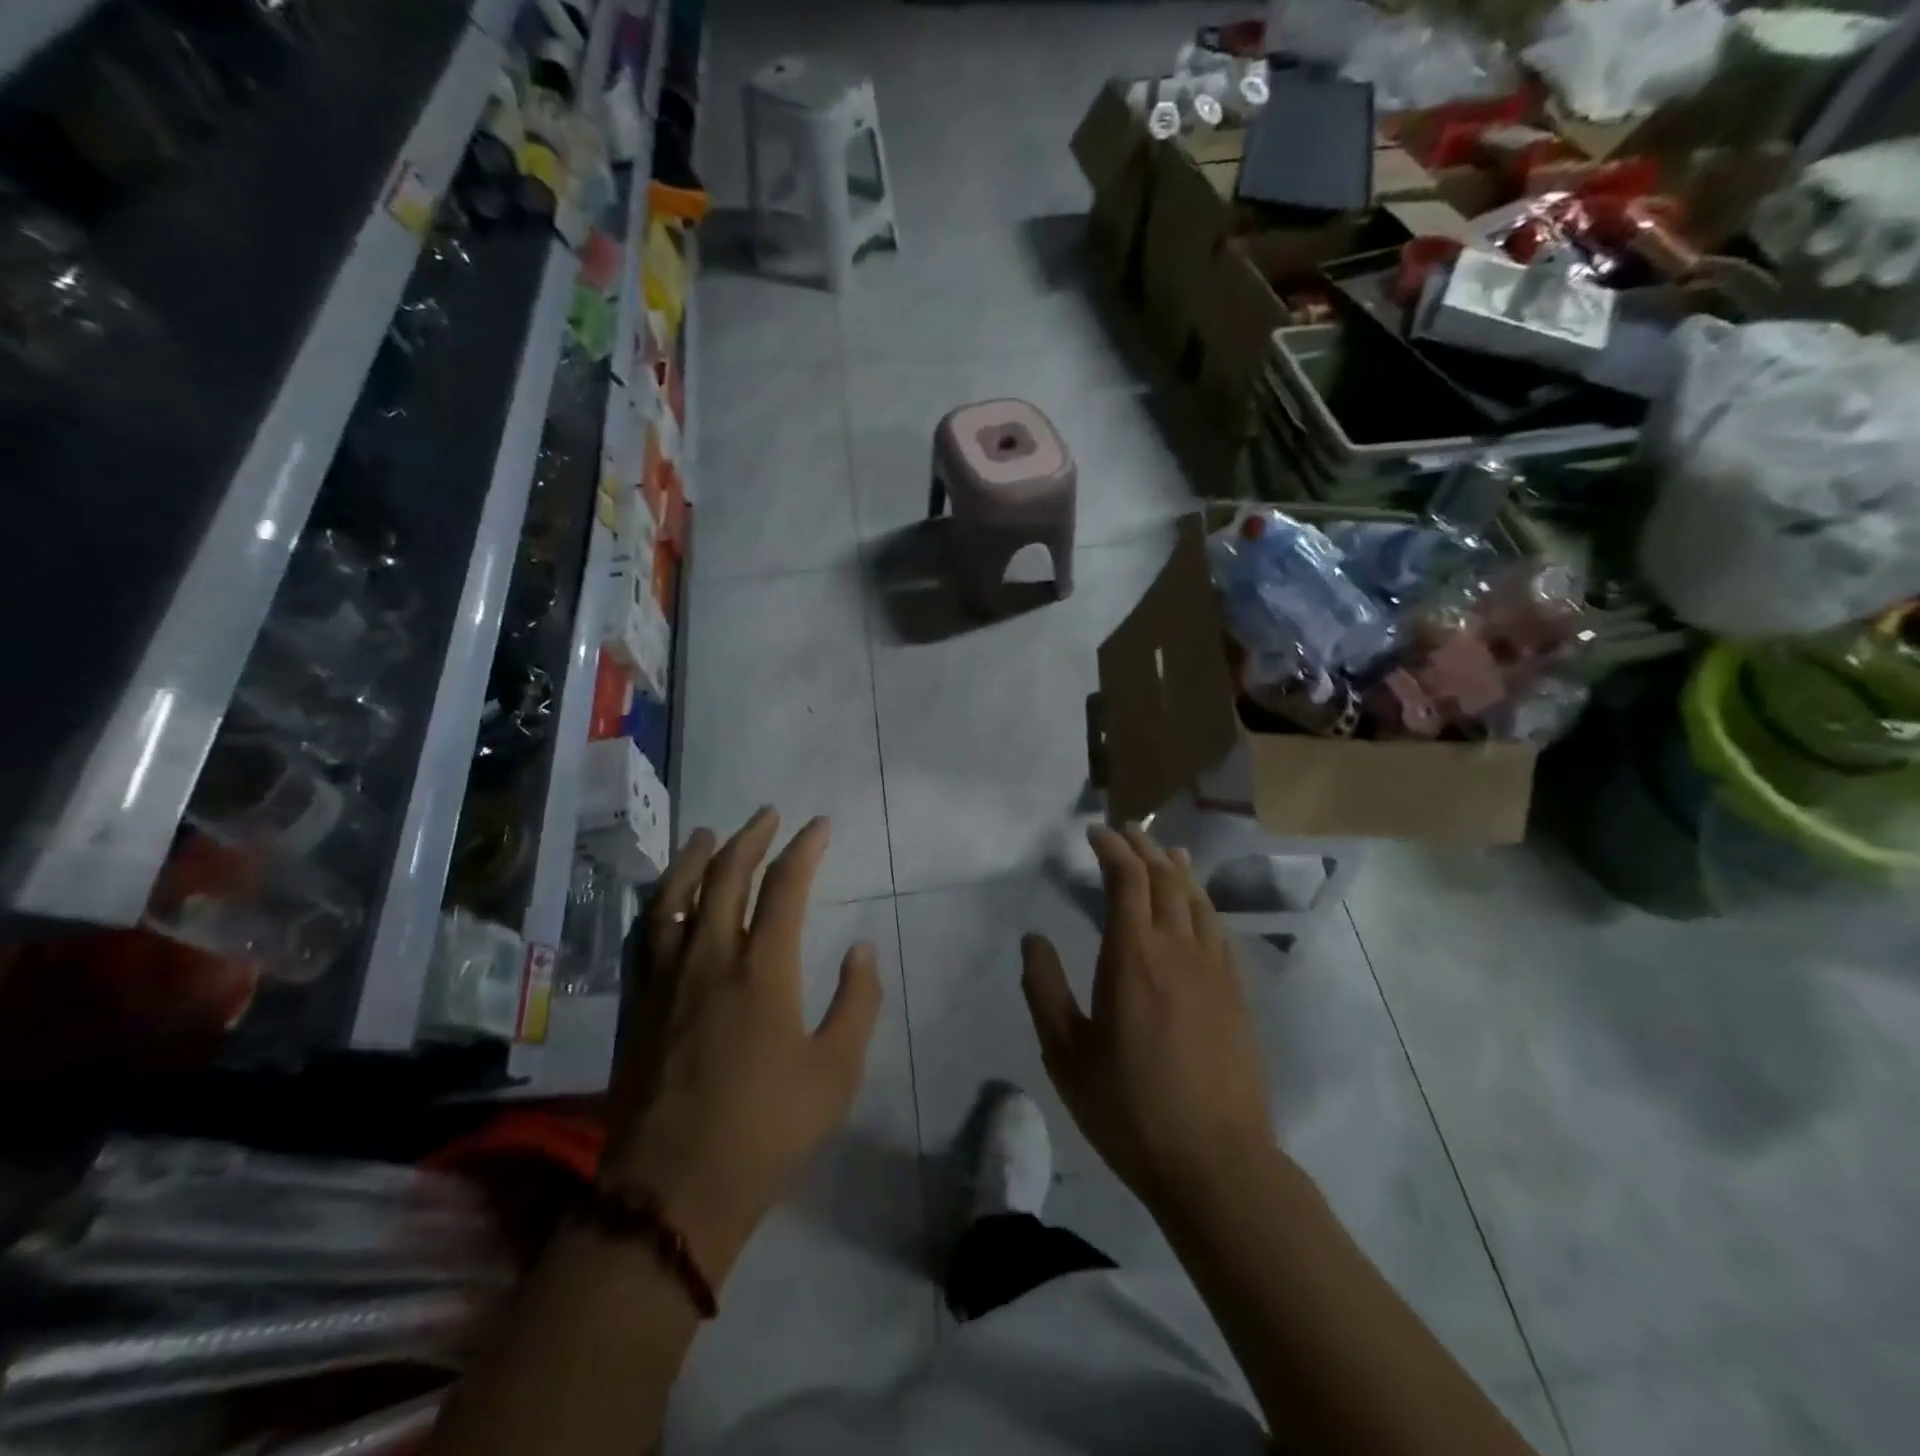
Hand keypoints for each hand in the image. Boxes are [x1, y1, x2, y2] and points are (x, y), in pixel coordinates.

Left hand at [604, 809, 881, 1284]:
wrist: (673, 1192)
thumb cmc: (767, 1130)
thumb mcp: (836, 1072)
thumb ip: (857, 1003)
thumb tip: (862, 950)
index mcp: (762, 970)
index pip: (785, 888)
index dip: (804, 849)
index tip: (819, 825)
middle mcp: (710, 959)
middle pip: (725, 878)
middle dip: (750, 838)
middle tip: (767, 814)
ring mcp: (665, 980)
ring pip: (675, 898)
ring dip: (694, 858)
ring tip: (707, 833)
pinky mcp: (637, 1005)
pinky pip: (643, 936)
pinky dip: (657, 903)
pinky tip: (662, 897)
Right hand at [1021, 825, 1275, 1214]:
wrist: (1216, 1162)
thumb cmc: (1130, 1109)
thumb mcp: (1066, 1055)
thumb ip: (1045, 990)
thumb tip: (1033, 939)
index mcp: (1132, 957)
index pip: (1127, 880)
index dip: (1111, 848)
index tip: (1094, 833)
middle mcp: (1178, 949)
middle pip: (1165, 879)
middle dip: (1142, 848)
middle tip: (1124, 832)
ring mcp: (1214, 970)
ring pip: (1197, 900)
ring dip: (1177, 869)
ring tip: (1164, 851)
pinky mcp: (1236, 993)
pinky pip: (1218, 929)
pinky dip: (1202, 902)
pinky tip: (1197, 904)